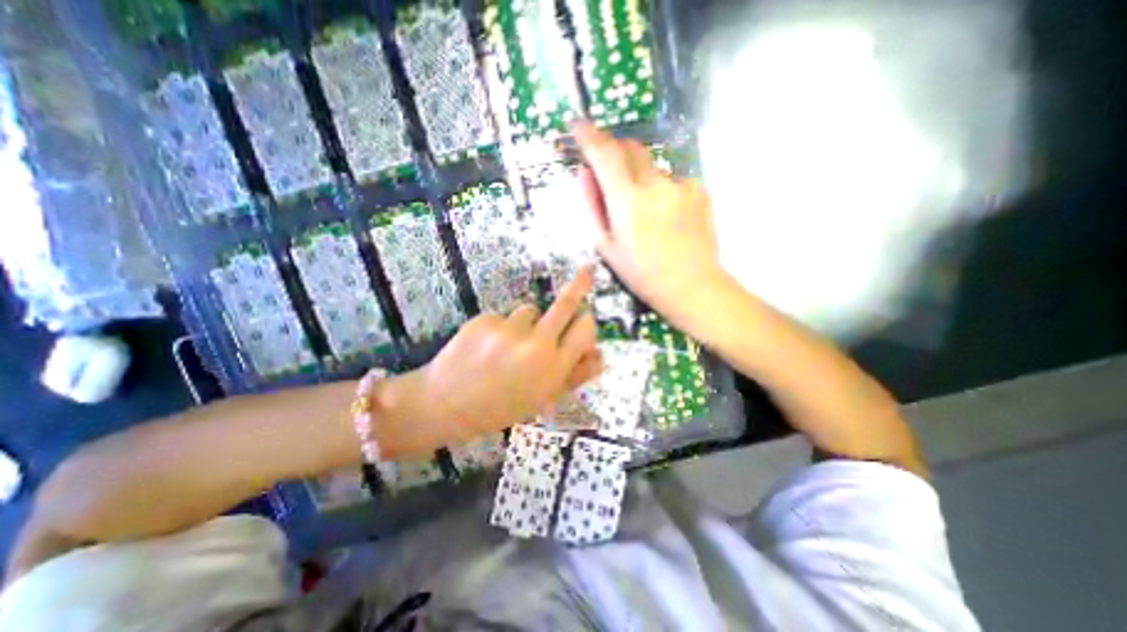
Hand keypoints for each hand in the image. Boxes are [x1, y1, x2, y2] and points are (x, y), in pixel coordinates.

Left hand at [399, 265, 607, 445]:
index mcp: (554, 368)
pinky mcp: (486, 319)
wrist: (446, 404)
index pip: (585, 329)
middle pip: (566, 303)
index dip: (586, 322)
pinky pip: (504, 316)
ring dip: (528, 323)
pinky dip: (502, 327)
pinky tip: (488, 347)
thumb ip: (575, 376)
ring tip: (509, 347)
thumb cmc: (500, 407)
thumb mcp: (542, 398)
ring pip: (531, 310)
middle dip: (580, 284)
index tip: (584, 319)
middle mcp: (536, 344)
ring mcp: (509, 329)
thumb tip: (602, 356)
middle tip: (588, 269)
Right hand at [576, 120, 726, 324]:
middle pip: (630, 147)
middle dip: (615, 152)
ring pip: (651, 167)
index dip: (588, 135)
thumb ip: (591, 206)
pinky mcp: (699, 188)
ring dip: (640, 178)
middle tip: (611, 178)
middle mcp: (655, 184)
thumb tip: (584, 173)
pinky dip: (661, 189)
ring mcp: (681, 184)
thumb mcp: (606, 246)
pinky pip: (672, 179)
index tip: (577, 125)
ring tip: (646, 214)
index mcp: (627, 201)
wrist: (691, 285)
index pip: (604, 153)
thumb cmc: (642, 273)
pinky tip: (667, 216)